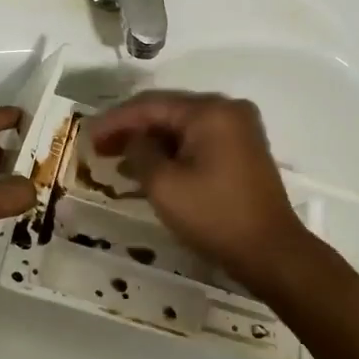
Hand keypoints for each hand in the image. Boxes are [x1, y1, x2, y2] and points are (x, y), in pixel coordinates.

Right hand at [87, 91, 312, 283]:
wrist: (271, 252)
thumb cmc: (214, 215)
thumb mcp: (164, 184)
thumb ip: (139, 151)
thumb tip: (135, 140)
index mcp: (210, 111)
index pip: (151, 105)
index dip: (115, 120)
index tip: (87, 135)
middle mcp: (227, 110)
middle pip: (167, 112)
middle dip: (131, 129)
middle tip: (99, 146)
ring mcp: (239, 129)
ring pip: (182, 127)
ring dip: (150, 142)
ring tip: (116, 159)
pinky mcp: (242, 150)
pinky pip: (198, 141)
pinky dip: (172, 151)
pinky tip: (148, 167)